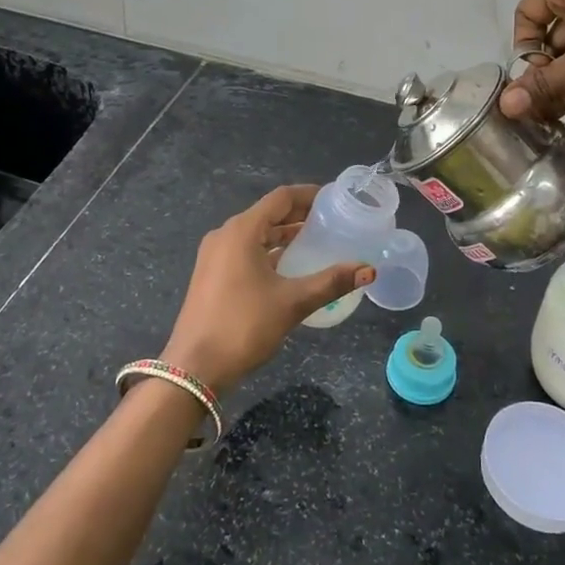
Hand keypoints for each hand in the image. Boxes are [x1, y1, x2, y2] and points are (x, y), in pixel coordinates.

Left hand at [159, 185, 374, 392]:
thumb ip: (331, 282)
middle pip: (268, 213)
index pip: (280, 198)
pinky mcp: (212, 275)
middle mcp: (225, 235)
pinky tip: (290, 266)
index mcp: (241, 231)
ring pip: (256, 233)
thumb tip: (369, 270)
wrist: (195, 369)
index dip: (309, 195)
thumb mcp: (292, 303)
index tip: (335, 199)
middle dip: (299, 215)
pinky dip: (270, 251)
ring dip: (284, 234)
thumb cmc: (243, 326)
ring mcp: (215, 256)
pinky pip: (246, 251)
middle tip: (333, 221)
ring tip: (318, 241)